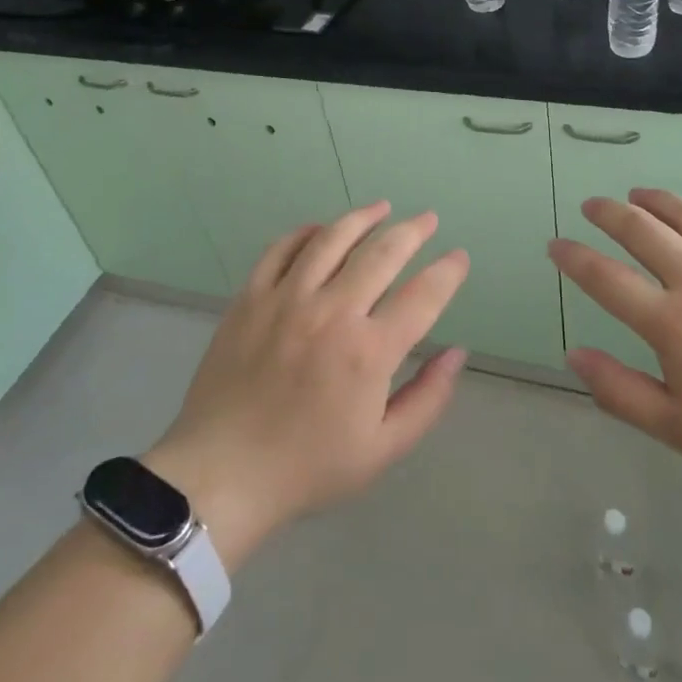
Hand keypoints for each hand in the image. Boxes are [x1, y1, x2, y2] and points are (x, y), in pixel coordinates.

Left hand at [144, 202, 468, 568]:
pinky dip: (306, 232)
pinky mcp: (250, 298)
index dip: (448, 272)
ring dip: (363, 218)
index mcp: (369, 351)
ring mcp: (286, 299)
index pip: (423, 295)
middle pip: (382, 253)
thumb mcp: (383, 448)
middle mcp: (332, 312)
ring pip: (332, 239)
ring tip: (382, 208)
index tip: (459, 258)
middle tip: (428, 220)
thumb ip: (428, 398)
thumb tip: (457, 352)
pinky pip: (281, 249)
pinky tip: (321, 229)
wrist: (222, 474)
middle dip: (413, 231)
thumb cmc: (308, 466)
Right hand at [548, 188, 681, 495]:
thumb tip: (573, 355)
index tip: (556, 245)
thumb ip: (620, 392)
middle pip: (642, 231)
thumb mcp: (679, 430)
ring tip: (637, 194)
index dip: (574, 258)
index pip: (605, 279)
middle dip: (608, 214)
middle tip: (592, 206)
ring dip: (656, 199)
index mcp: (672, 325)